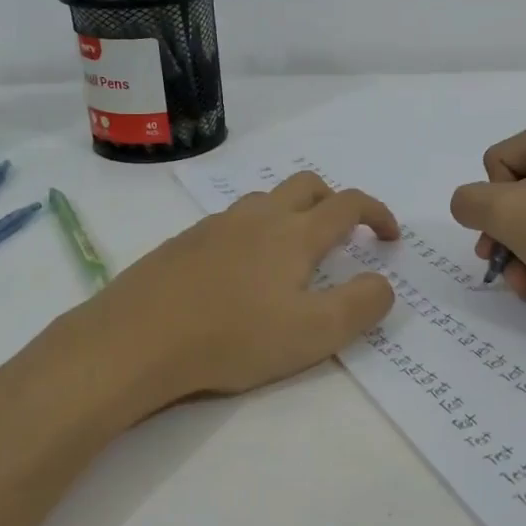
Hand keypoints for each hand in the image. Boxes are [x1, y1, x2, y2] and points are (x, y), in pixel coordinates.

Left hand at [78, 172, 398, 410]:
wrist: (136, 339)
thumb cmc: (234, 337)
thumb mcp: (314, 333)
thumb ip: (361, 305)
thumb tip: (383, 283)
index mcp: (294, 233)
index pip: (348, 204)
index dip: (377, 213)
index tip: (389, 237)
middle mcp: (258, 217)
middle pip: (306, 186)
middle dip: (334, 202)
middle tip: (342, 237)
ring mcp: (216, 225)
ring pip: (265, 200)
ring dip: (291, 214)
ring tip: (291, 256)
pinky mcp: (184, 242)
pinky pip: (231, 222)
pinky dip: (253, 232)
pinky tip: (240, 273)